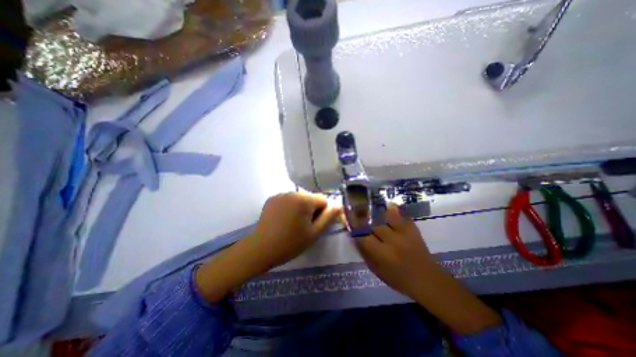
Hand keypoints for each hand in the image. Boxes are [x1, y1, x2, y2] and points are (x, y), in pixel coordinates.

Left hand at [196, 193, 339, 304]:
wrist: (260, 249)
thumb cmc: (290, 243)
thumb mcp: (314, 232)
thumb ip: (329, 217)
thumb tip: (339, 205)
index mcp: (304, 199)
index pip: (323, 200)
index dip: (322, 213)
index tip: (314, 225)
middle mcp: (292, 192)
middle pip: (311, 198)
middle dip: (311, 210)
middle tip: (303, 227)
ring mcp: (280, 194)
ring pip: (299, 199)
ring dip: (301, 209)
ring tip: (292, 224)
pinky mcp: (272, 199)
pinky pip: (288, 200)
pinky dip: (290, 208)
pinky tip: (283, 221)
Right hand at [356, 204, 498, 334]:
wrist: (427, 280)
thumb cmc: (398, 279)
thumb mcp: (377, 270)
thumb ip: (365, 253)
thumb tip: (355, 237)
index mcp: (382, 255)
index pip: (363, 237)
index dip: (354, 227)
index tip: (348, 219)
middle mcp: (392, 242)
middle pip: (374, 225)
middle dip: (364, 218)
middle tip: (358, 211)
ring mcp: (404, 234)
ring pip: (387, 217)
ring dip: (378, 211)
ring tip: (371, 205)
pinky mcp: (413, 230)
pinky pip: (403, 216)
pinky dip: (396, 210)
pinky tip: (390, 205)